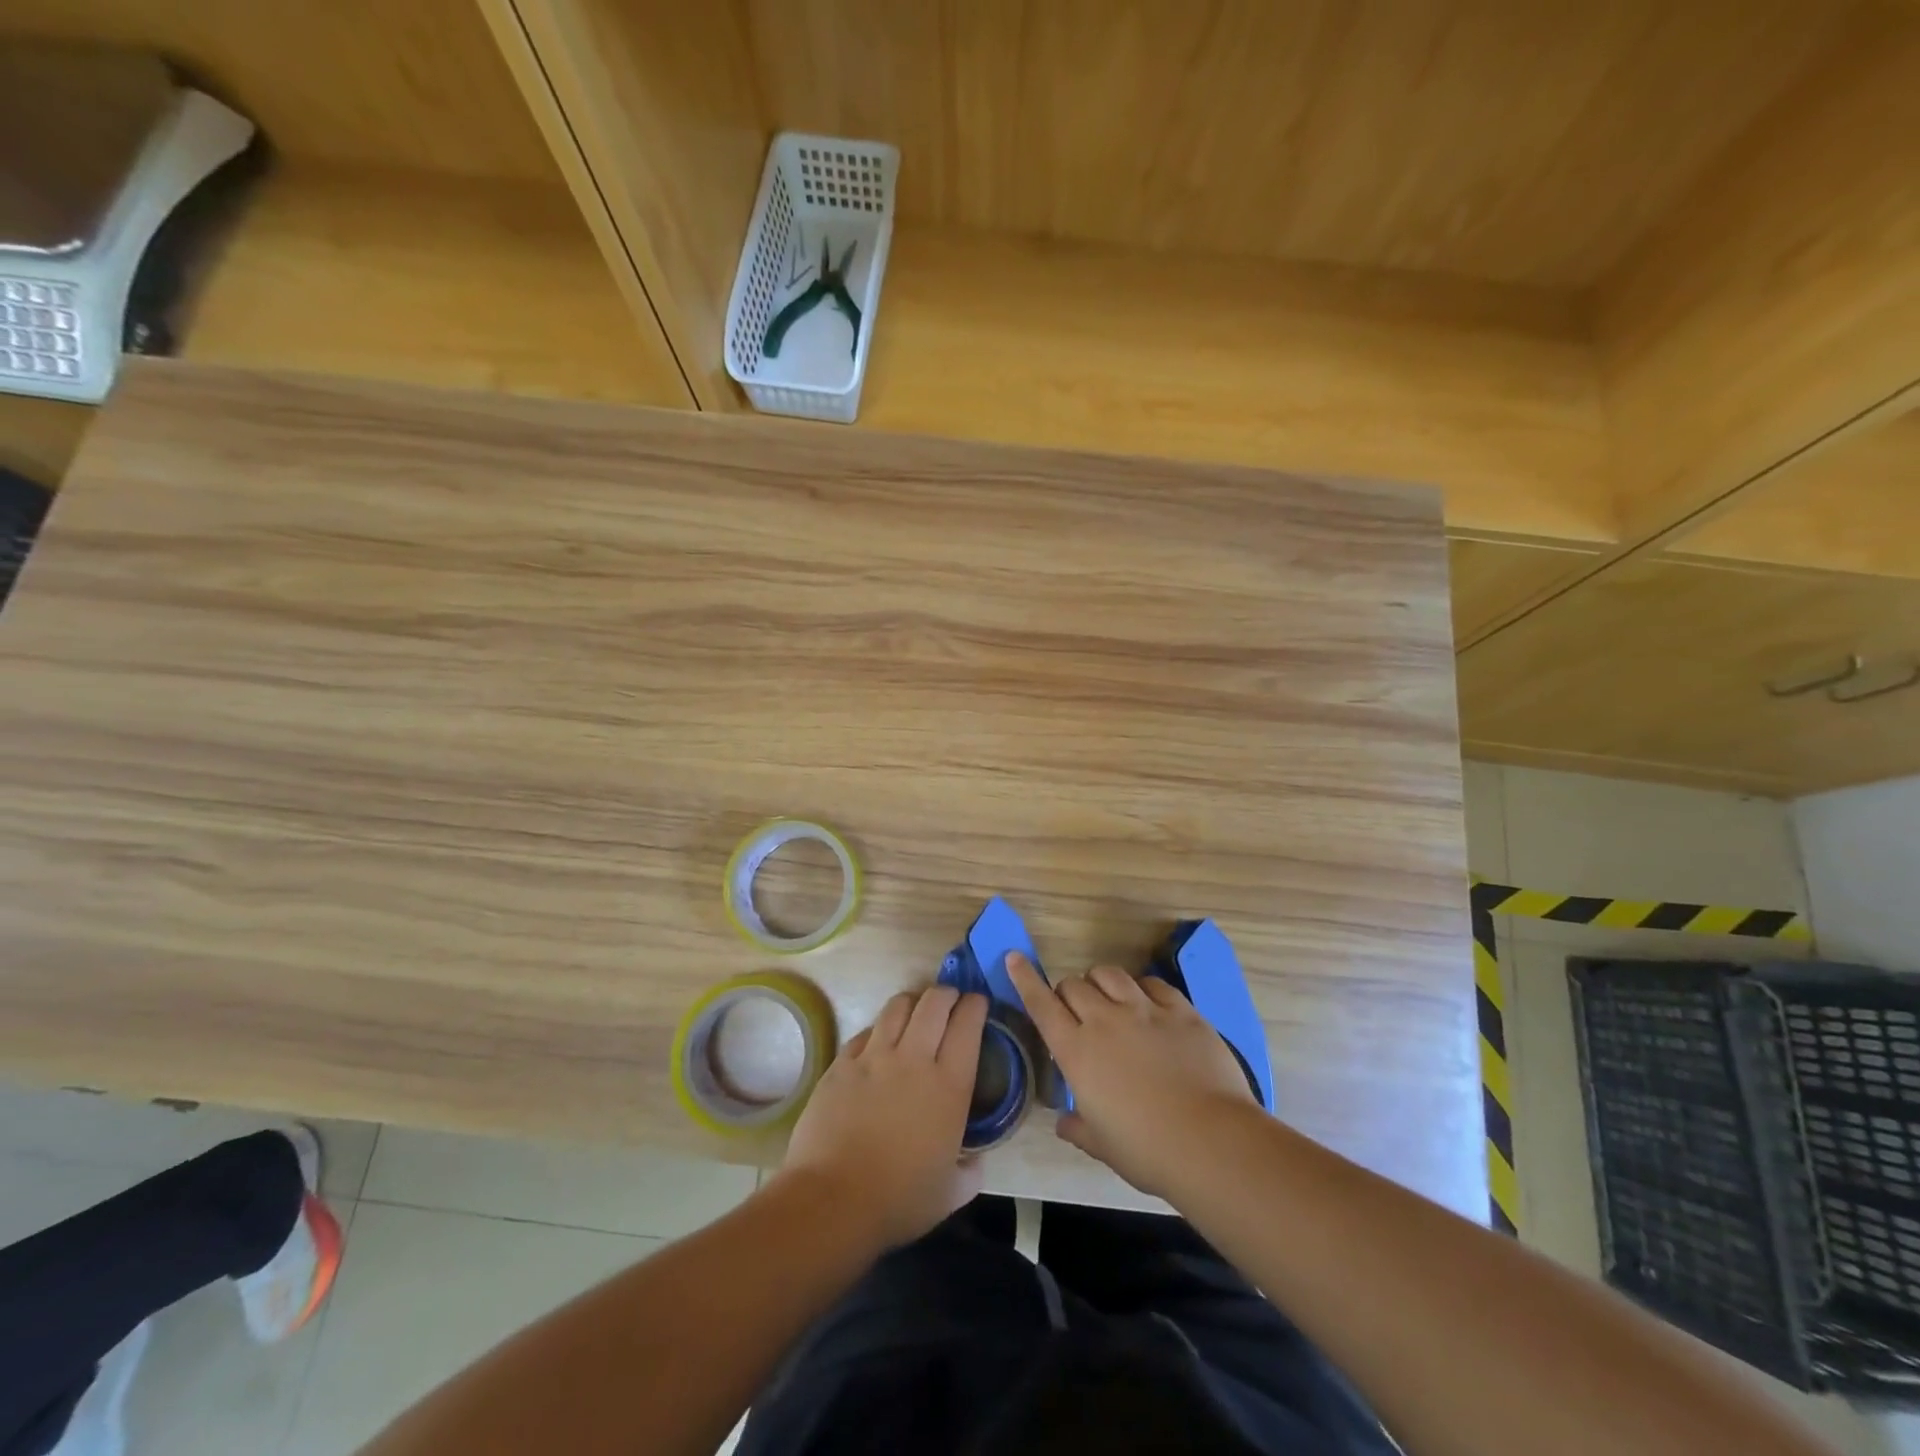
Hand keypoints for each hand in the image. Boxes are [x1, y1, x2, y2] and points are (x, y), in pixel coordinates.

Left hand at [779, 985, 987, 1248]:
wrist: (832, 1200)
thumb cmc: (899, 1201)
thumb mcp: (951, 1194)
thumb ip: (970, 1171)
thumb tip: (975, 1160)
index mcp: (949, 1086)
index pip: (968, 1025)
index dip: (975, 1006)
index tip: (977, 1003)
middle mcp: (914, 1059)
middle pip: (934, 1003)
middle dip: (946, 993)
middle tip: (950, 1000)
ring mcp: (874, 1057)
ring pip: (898, 1006)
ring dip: (912, 1002)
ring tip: (915, 1011)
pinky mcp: (842, 1063)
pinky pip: (866, 1031)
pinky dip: (879, 1029)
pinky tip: (879, 1041)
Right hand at [1008, 953, 1255, 1196]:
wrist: (1211, 1141)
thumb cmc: (1147, 1151)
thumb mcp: (1103, 1145)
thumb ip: (1079, 1128)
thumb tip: (1063, 1122)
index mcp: (1077, 1052)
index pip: (1042, 1004)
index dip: (1026, 979)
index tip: (1015, 957)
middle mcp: (1105, 1021)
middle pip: (1074, 985)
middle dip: (1068, 993)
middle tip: (1077, 1012)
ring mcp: (1145, 1010)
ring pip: (1110, 974)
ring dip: (1101, 982)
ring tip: (1109, 998)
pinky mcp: (1180, 1010)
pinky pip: (1152, 983)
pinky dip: (1142, 988)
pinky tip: (1148, 1003)